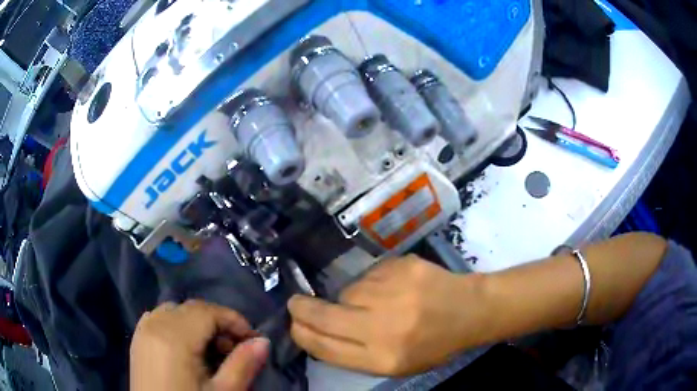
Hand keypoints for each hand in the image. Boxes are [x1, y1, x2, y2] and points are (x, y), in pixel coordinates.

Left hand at [130, 300, 268, 390]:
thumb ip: (242, 365)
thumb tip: (263, 341)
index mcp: (174, 337)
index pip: (208, 311)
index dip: (234, 320)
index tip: (253, 339)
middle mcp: (154, 324)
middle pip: (191, 308)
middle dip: (218, 323)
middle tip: (235, 349)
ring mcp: (142, 330)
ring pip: (174, 311)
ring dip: (197, 323)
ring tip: (212, 351)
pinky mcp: (137, 340)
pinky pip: (158, 318)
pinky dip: (177, 325)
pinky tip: (186, 349)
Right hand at [288, 255, 491, 375]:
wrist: (469, 311)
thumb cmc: (432, 344)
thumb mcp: (395, 364)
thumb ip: (353, 353)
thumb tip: (314, 332)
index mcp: (382, 358)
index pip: (324, 347)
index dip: (301, 334)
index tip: (293, 324)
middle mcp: (383, 327)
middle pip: (323, 316)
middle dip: (302, 309)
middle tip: (296, 303)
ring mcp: (392, 292)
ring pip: (347, 291)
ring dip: (352, 297)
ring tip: (382, 302)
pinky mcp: (400, 266)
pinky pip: (368, 274)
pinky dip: (374, 282)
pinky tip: (396, 288)